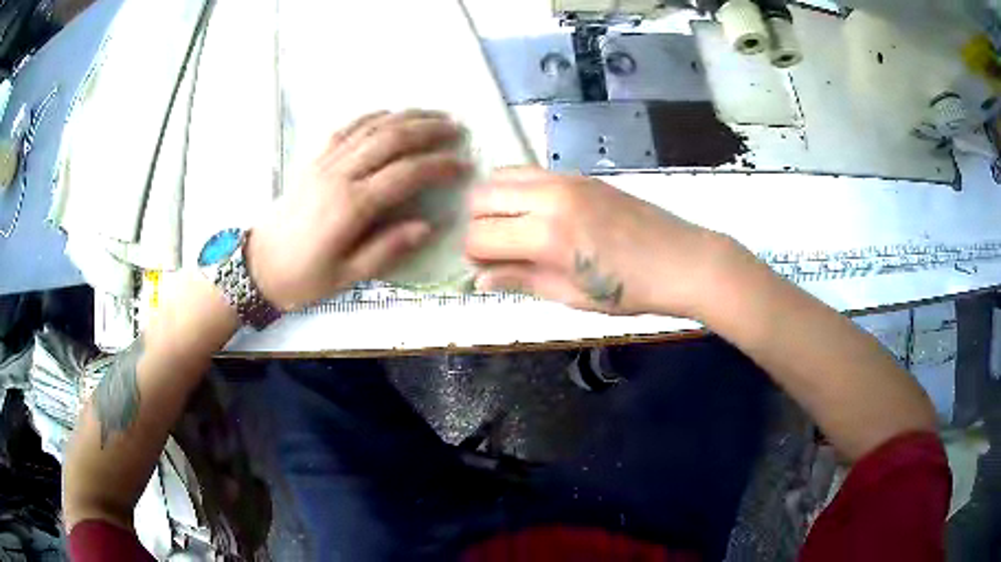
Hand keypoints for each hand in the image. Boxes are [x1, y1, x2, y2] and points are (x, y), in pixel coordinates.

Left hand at [248, 110, 467, 309]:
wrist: (257, 266)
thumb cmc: (302, 277)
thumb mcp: (347, 277)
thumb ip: (388, 250)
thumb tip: (428, 226)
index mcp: (351, 207)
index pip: (405, 174)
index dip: (438, 166)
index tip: (463, 166)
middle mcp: (339, 175)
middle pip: (391, 139)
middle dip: (429, 130)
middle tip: (457, 128)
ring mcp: (324, 162)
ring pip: (371, 127)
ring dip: (406, 117)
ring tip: (433, 114)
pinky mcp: (313, 159)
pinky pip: (346, 128)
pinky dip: (371, 117)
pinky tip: (389, 113)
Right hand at [466, 167, 736, 316]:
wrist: (683, 260)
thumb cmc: (632, 290)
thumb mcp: (573, 296)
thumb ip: (522, 280)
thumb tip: (479, 278)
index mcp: (548, 235)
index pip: (480, 236)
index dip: (474, 256)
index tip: (486, 270)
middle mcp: (550, 197)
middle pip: (482, 196)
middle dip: (478, 224)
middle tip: (496, 249)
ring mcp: (566, 179)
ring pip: (502, 176)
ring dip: (495, 202)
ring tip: (513, 229)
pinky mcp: (580, 175)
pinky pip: (531, 172)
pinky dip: (518, 190)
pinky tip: (537, 215)